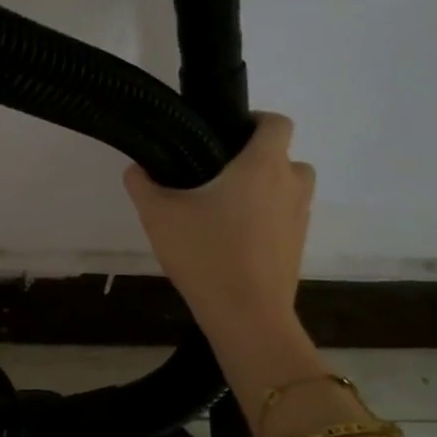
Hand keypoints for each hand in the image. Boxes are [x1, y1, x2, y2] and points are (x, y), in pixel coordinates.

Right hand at [123, 112, 314, 348]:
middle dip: (255, 159)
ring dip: (263, 189)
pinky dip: (266, 219)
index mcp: (262, 165)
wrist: (246, 315)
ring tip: (224, 208)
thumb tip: (136, 169)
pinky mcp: (297, 245)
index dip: (255, 121)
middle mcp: (290, 184)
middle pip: (283, 156)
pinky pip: (284, 217)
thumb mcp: (158, 216)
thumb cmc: (205, 254)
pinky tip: (232, 240)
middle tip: (216, 176)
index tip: (224, 135)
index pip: (276, 122)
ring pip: (286, 188)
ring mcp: (299, 216)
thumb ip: (142, 184)